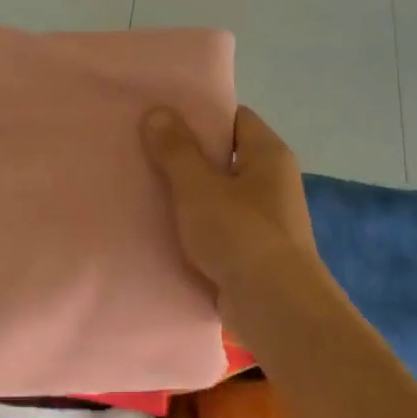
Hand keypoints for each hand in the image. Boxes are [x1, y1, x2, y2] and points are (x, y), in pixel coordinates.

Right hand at [142, 105, 315, 314]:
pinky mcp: (253, 252)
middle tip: (142, 151)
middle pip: (224, 157)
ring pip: (219, 196)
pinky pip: (218, 228)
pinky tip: (161, 229)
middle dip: (186, 156)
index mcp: (269, 154)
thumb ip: (176, 151)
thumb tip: (157, 111)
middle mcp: (273, 182)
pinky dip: (195, 227)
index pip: (234, 118)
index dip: (199, 115)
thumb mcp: (199, 188)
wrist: (274, 306)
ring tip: (143, 188)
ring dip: (187, 196)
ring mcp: (265, 219)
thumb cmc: (240, 235)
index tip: (161, 117)